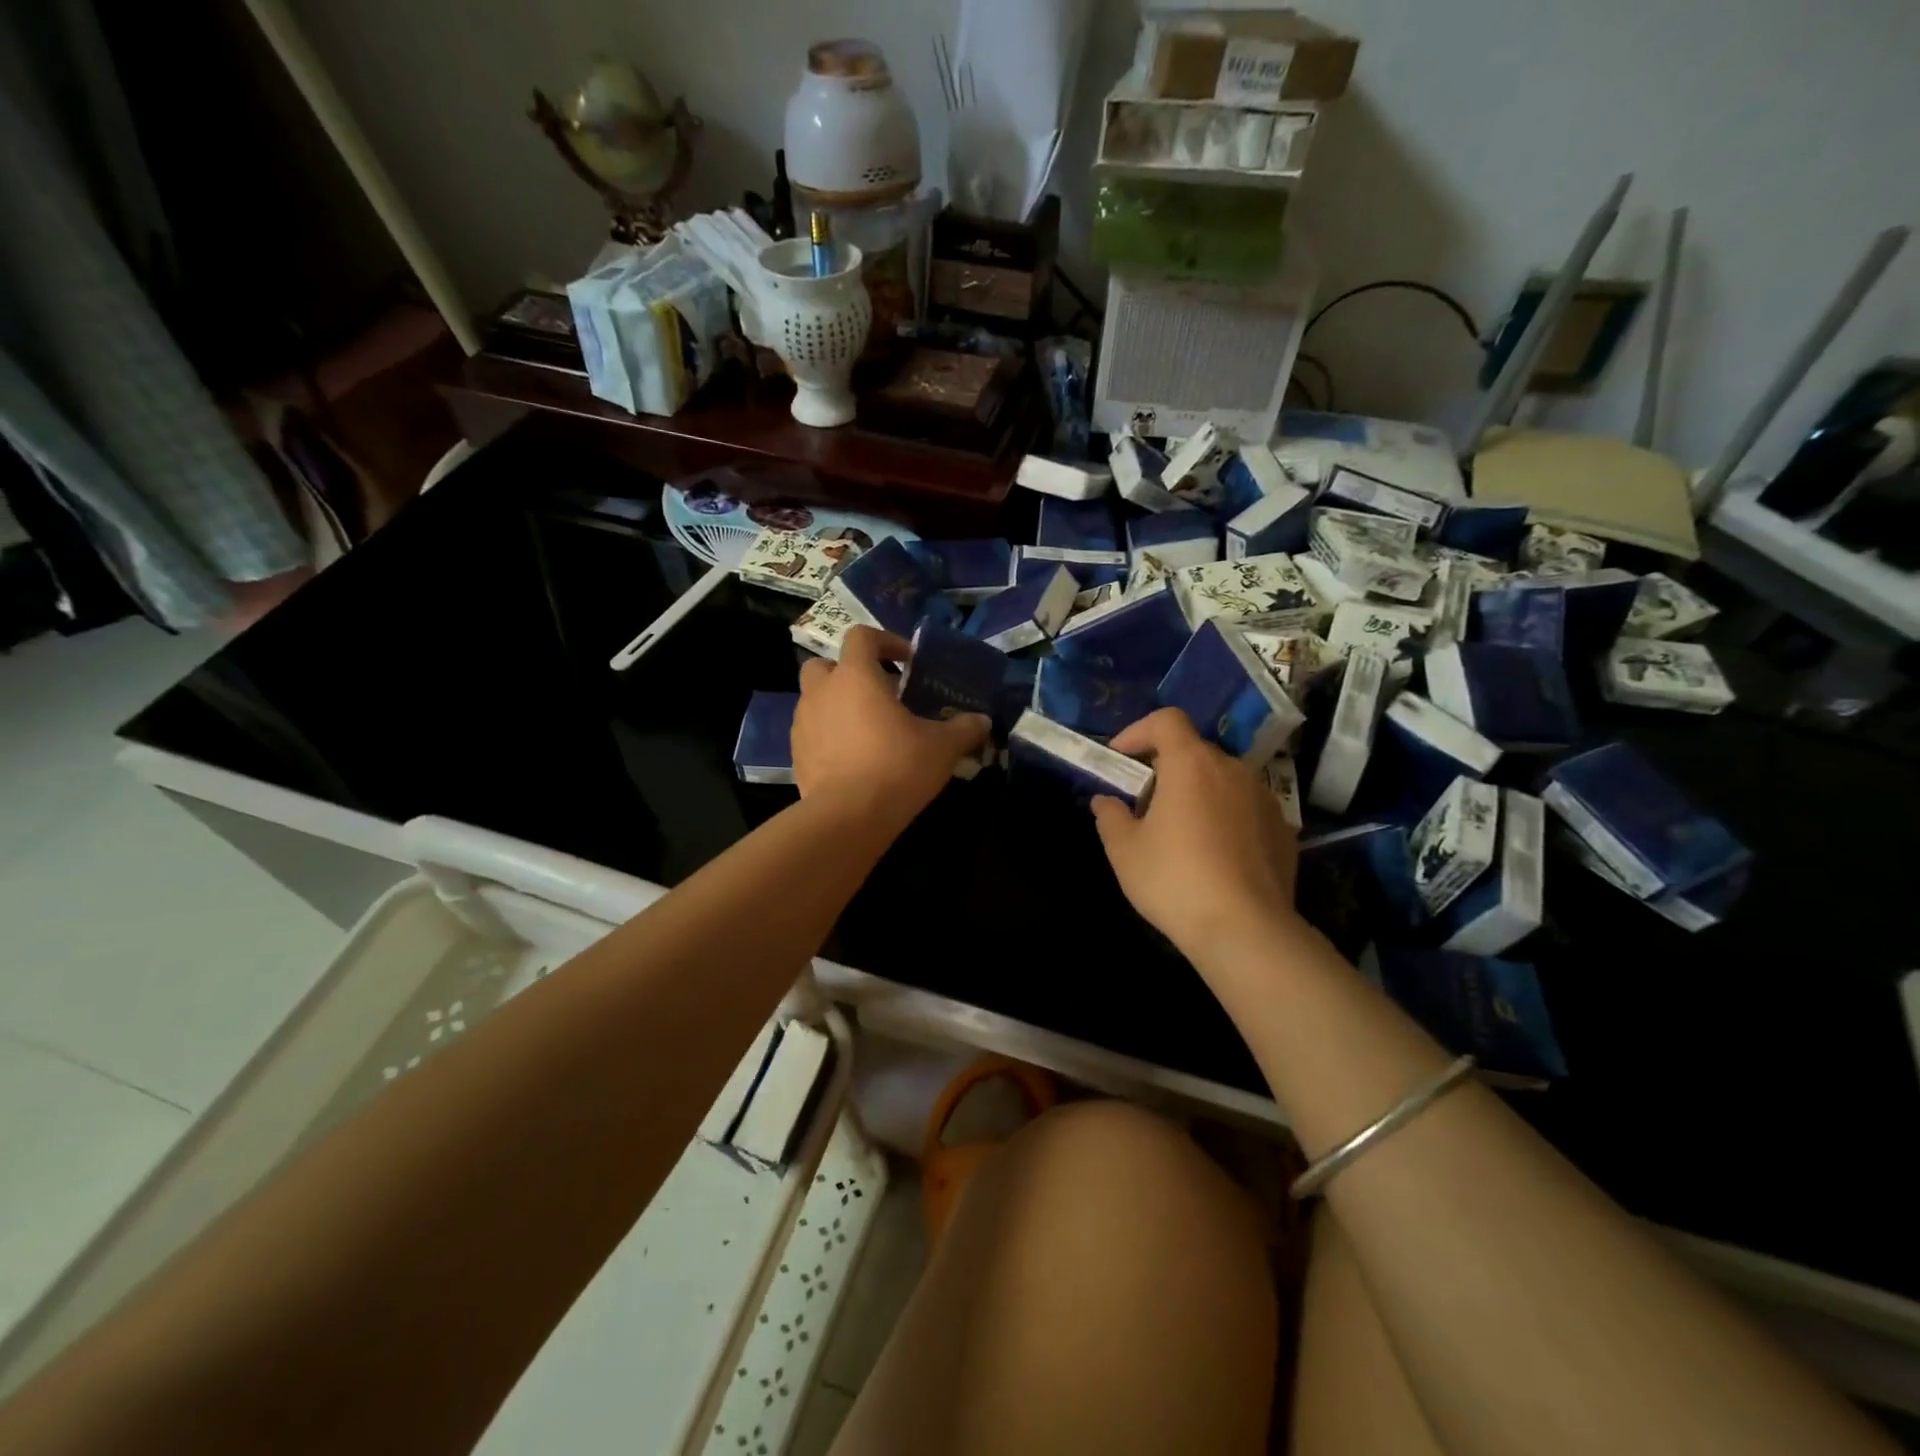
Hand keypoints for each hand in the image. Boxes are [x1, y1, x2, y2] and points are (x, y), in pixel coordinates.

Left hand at [792, 627, 990, 826]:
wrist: (847, 817)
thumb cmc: (896, 767)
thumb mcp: (942, 747)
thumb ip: (964, 729)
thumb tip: (983, 721)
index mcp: (855, 676)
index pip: (861, 637)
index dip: (886, 642)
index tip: (908, 662)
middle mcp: (822, 692)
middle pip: (826, 665)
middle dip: (849, 673)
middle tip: (879, 693)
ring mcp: (803, 724)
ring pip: (816, 700)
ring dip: (838, 705)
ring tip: (869, 730)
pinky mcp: (796, 755)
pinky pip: (812, 733)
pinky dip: (830, 736)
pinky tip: (854, 759)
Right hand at [1089, 708, 1300, 962]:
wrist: (1246, 930)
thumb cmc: (1175, 880)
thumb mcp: (1124, 851)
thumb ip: (1110, 816)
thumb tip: (1105, 801)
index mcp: (1191, 764)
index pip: (1166, 720)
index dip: (1139, 731)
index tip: (1121, 758)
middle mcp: (1232, 770)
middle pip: (1194, 752)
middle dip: (1165, 769)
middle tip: (1144, 804)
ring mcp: (1264, 798)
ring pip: (1222, 781)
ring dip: (1198, 793)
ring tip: (1180, 832)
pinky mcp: (1284, 829)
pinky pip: (1245, 809)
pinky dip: (1225, 818)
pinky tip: (1215, 856)